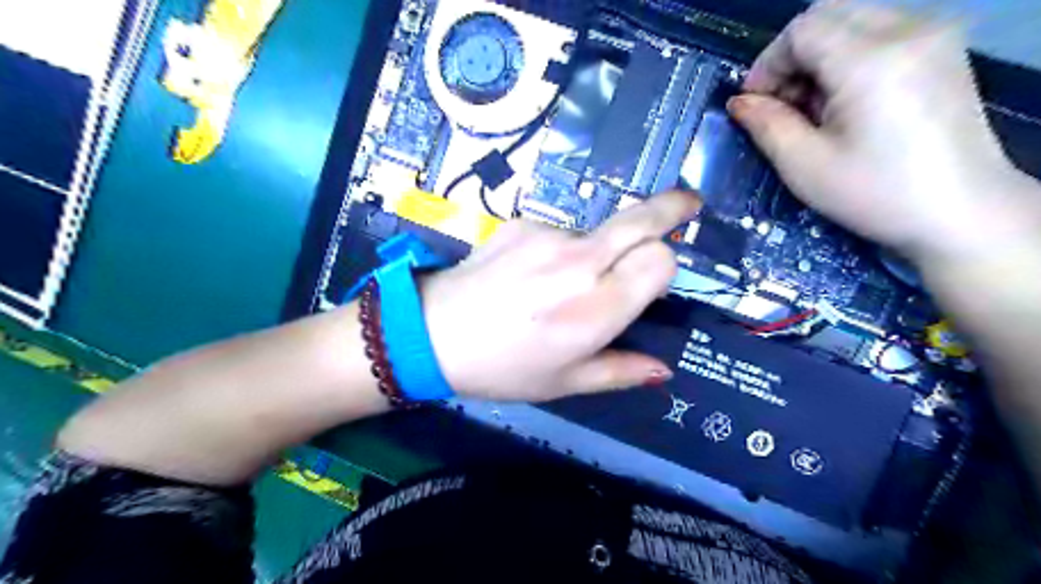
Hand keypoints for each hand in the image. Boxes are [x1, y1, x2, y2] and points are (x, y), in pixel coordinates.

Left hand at [420, 190, 697, 400]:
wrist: (431, 334)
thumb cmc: (502, 368)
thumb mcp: (564, 383)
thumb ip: (620, 372)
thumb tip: (664, 370)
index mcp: (594, 311)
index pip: (660, 260)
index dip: (665, 266)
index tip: (655, 280)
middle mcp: (578, 264)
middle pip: (642, 220)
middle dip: (671, 208)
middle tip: (688, 205)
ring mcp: (547, 237)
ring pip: (599, 232)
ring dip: (598, 251)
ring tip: (559, 286)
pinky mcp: (522, 223)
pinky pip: (562, 233)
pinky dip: (561, 251)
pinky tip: (530, 275)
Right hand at [726, 1, 1036, 260]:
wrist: (961, 211)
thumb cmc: (875, 194)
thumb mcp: (804, 166)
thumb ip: (766, 125)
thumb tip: (739, 102)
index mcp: (871, 60)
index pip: (802, 30)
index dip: (767, 64)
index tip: (754, 104)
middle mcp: (908, 31)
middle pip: (827, 14)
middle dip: (791, 56)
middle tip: (780, 103)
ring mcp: (933, 36)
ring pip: (852, 20)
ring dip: (818, 57)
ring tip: (812, 107)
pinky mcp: (942, 50)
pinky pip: (879, 32)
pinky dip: (847, 57)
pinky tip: (844, 101)